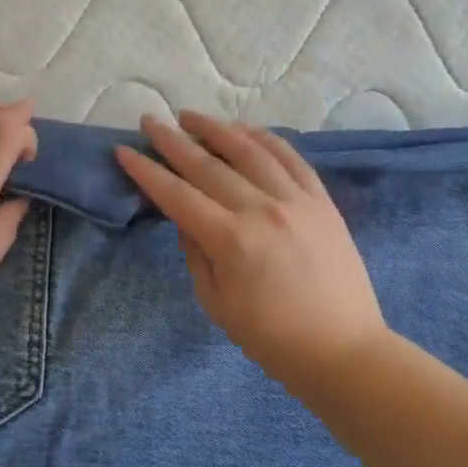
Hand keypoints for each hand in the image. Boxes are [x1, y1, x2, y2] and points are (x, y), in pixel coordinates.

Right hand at [114, 111, 390, 388]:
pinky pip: (291, 158)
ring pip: (250, 150)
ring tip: (191, 116)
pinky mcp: (322, 201)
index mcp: (231, 240)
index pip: (177, 195)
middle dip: (173, 141)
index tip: (124, 150)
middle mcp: (262, 210)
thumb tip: (187, 219)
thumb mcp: (216, 303)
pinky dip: (265, 138)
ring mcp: (296, 200)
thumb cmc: (271, 338)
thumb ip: (196, 254)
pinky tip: (245, 128)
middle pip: (208, 165)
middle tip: (150, 120)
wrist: (343, 350)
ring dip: (217, 128)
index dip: (147, 171)